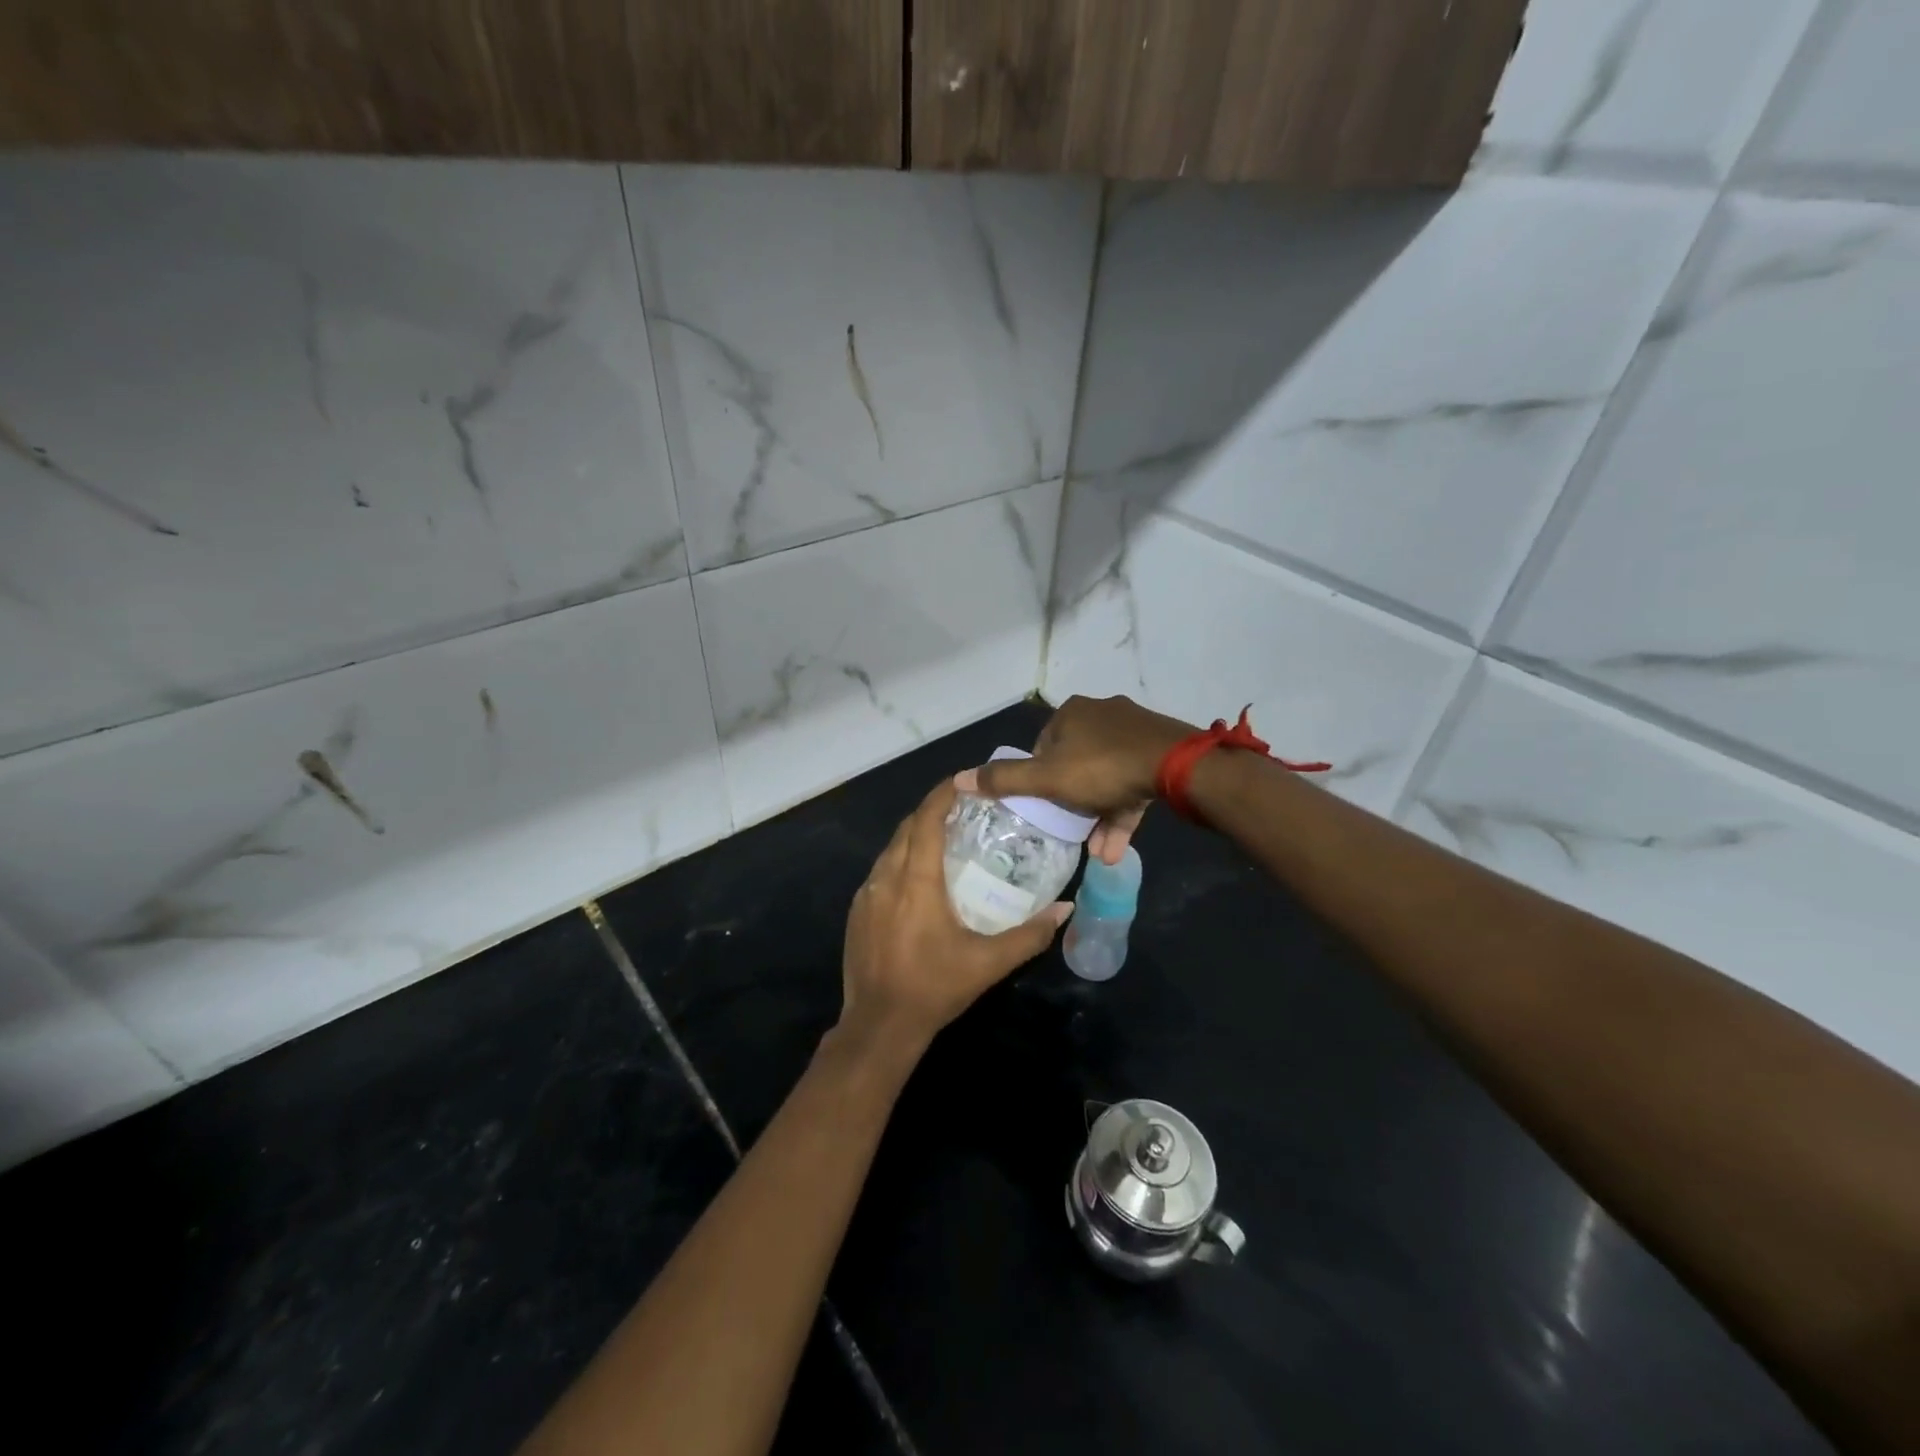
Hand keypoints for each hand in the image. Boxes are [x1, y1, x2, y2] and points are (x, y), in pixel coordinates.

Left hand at [838, 778, 1071, 1061]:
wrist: (879, 1025)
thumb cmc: (935, 988)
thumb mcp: (988, 963)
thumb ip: (1029, 935)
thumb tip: (1066, 909)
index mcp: (915, 881)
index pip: (926, 820)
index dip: (943, 795)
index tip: (964, 782)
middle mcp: (886, 878)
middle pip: (907, 828)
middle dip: (932, 811)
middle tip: (963, 809)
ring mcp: (866, 894)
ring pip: (891, 848)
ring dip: (915, 835)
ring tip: (945, 838)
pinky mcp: (857, 911)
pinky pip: (880, 870)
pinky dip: (901, 859)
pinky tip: (918, 877)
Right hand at [962, 694, 1195, 864]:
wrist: (1177, 767)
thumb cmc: (1101, 768)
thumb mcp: (1047, 778)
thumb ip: (1004, 780)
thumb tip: (957, 778)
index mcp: (1071, 713)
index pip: (1043, 746)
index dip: (1039, 779)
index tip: (1043, 806)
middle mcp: (1101, 714)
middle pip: (1075, 762)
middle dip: (1072, 802)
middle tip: (1069, 830)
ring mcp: (1134, 732)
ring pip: (1106, 778)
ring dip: (1098, 816)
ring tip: (1096, 852)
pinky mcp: (1158, 752)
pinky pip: (1131, 785)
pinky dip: (1121, 813)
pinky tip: (1116, 849)